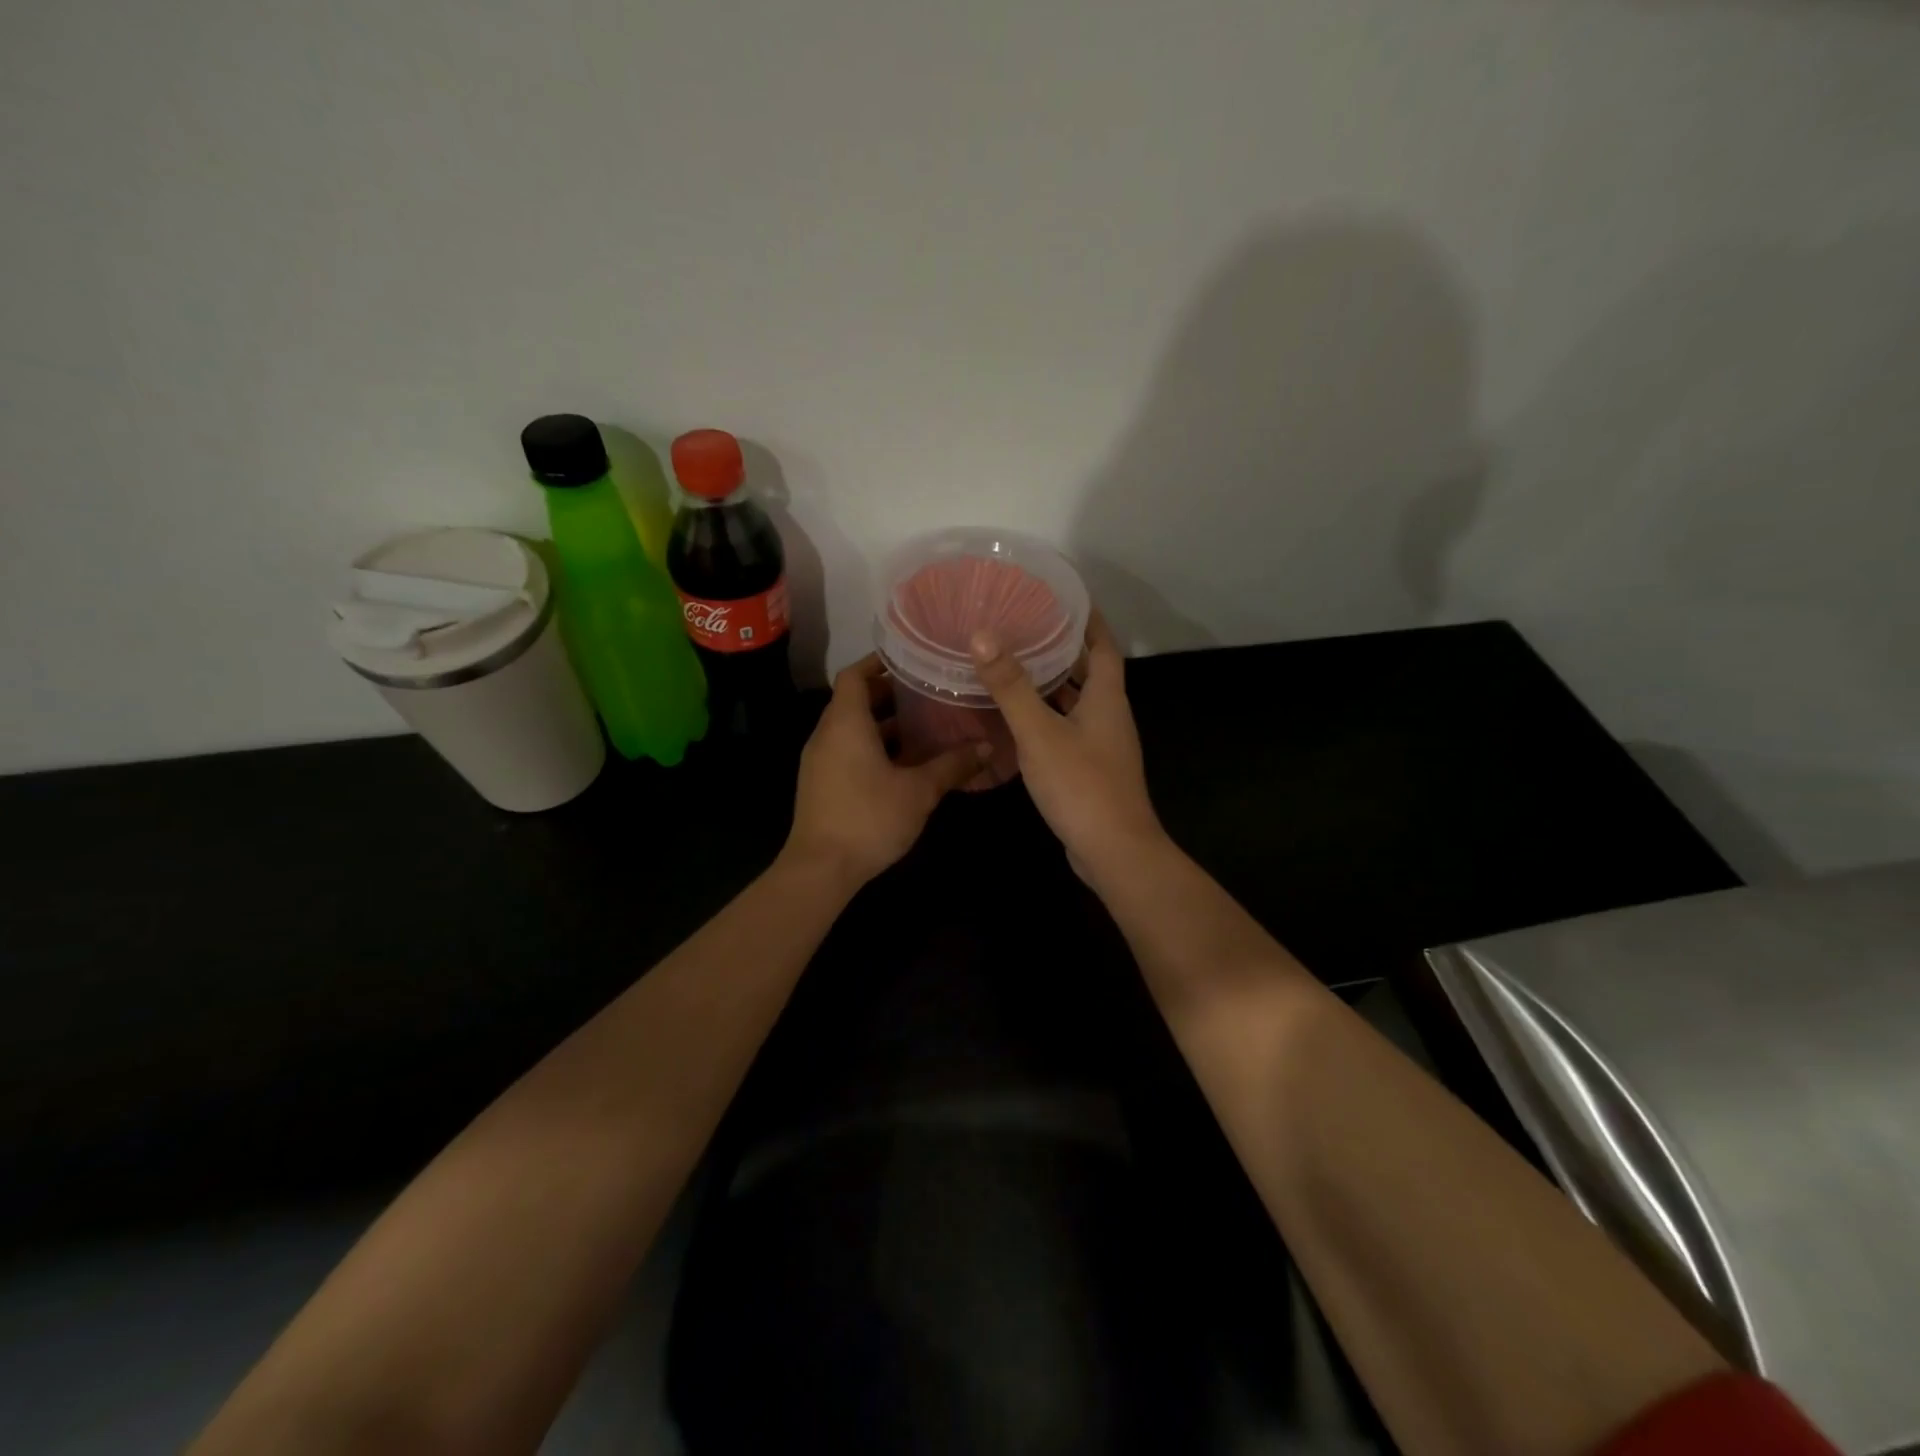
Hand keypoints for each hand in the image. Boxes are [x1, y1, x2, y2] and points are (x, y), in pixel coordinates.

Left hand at [785, 655, 987, 885]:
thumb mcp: (918, 791)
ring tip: (923, 725)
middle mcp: (827, 734)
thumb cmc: (868, 818)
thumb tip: (987, 748)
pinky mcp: (821, 783)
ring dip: (883, 724)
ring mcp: (820, 760)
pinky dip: (872, 746)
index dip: (879, 663)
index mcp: (846, 723)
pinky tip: (904, 763)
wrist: (820, 869)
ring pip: (851, 728)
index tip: (911, 661)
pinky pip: (847, 750)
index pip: (854, 675)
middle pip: (854, 700)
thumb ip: (952, 766)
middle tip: (928, 693)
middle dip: (889, 695)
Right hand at [970, 613, 1168, 885]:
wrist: (1113, 851)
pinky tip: (1020, 721)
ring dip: (1055, 684)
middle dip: (1065, 649)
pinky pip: (1069, 730)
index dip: (1088, 620)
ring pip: (1078, 703)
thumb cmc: (1081, 785)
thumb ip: (1011, 686)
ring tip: (1017, 666)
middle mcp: (1110, 717)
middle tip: (1028, 628)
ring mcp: (1103, 746)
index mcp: (1106, 698)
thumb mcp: (1040, 732)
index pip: (1103, 646)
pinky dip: (1049, 717)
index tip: (1065, 598)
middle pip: (1091, 672)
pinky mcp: (1092, 771)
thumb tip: (982, 635)